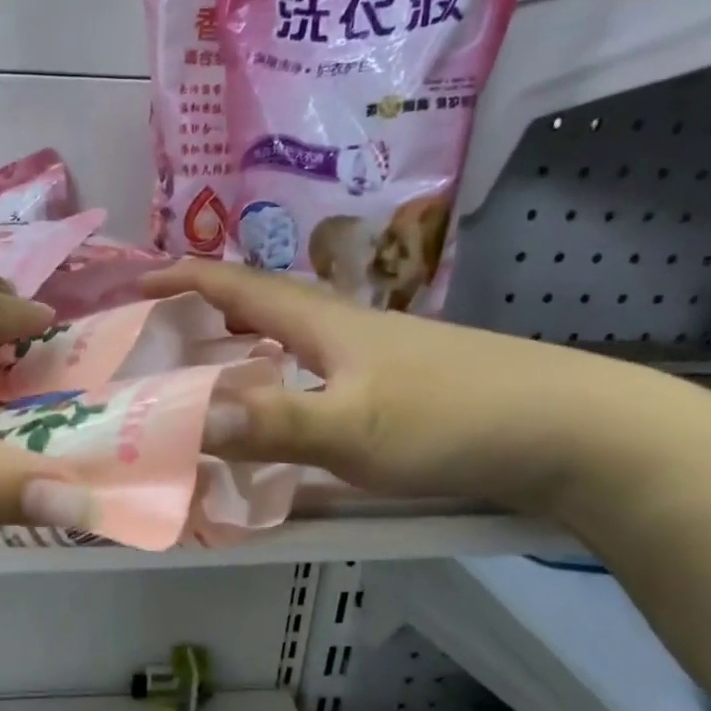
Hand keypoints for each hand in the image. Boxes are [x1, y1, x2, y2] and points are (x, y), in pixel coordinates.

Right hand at [144, 260, 671, 511]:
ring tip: (211, 363)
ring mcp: (381, 353)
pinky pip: (319, 367)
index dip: (182, 279)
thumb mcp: (352, 429)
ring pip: (294, 336)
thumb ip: (270, 423)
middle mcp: (347, 327)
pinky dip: (282, 373)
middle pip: (264, 303)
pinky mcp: (406, 381)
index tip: (133, 282)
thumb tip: (185, 417)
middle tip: (163, 331)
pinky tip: (288, 402)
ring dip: (246, 340)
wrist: (576, 431)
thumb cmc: (453, 420)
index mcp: (324, 324)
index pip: (237, 285)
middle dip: (207, 307)